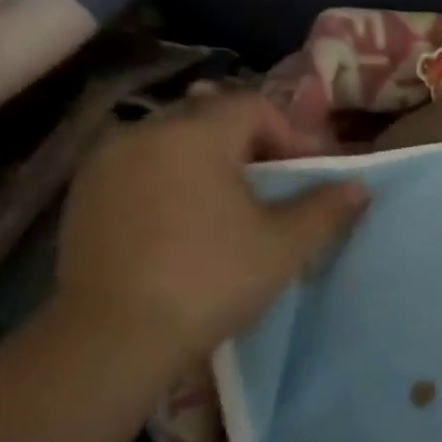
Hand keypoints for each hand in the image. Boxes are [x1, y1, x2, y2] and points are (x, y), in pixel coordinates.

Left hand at [52, 88, 367, 380]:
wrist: (116, 336)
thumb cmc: (212, 278)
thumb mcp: (286, 244)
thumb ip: (326, 207)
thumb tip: (358, 185)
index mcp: (195, 134)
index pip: (253, 106)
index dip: (290, 135)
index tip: (306, 177)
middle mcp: (143, 133)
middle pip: (210, 118)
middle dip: (250, 146)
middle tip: (273, 190)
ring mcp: (104, 163)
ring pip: (172, 143)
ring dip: (208, 163)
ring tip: (229, 208)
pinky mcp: (82, 195)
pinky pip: (140, 168)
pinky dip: (171, 181)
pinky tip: (184, 225)